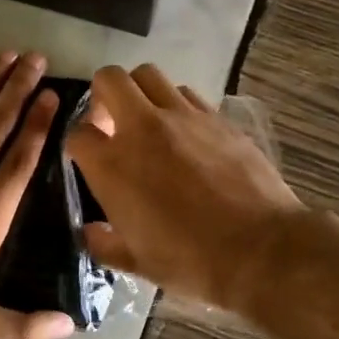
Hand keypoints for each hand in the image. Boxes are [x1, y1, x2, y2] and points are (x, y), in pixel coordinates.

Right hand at [65, 64, 306, 314]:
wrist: (260, 250)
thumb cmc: (191, 262)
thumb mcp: (137, 263)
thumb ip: (104, 243)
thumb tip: (91, 231)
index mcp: (112, 165)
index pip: (78, 133)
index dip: (79, 144)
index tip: (89, 158)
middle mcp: (142, 128)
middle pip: (109, 79)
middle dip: (103, 96)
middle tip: (112, 123)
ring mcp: (183, 117)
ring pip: (149, 75)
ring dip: (140, 93)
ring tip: (149, 122)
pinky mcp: (217, 117)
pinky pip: (186, 94)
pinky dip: (176, 105)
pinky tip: (186, 132)